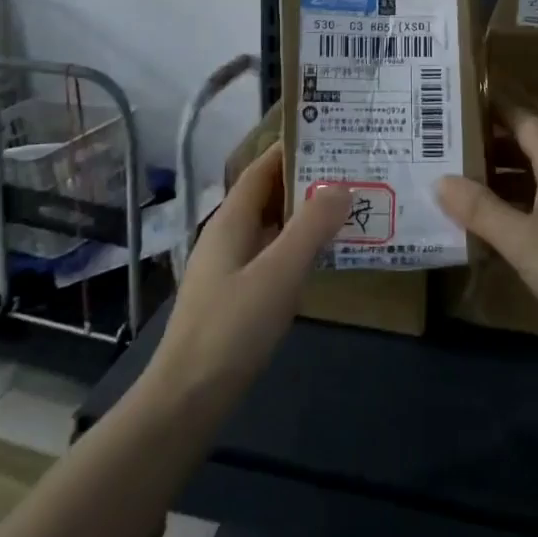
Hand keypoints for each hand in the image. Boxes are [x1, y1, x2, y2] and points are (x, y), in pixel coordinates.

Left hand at [143, 143, 351, 414]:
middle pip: (267, 195)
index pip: (261, 169)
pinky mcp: (235, 297)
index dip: (290, 150)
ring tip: (346, 208)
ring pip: (271, 227)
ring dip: (303, 215)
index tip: (330, 136)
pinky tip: (322, 258)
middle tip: (350, 172)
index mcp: (230, 221)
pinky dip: (296, 247)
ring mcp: (229, 268)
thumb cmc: (232, 328)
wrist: (187, 400)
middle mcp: (227, 236)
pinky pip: (271, 255)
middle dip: (304, 181)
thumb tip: (341, 186)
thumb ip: (311, 228)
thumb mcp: (279, 274)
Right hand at [437, 108, 537, 365]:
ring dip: (499, 178)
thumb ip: (481, 209)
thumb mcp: (524, 242)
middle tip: (439, 148)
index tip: (449, 105)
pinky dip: (517, 204)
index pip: (521, 119)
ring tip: (455, 182)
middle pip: (527, 146)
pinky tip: (492, 223)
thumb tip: (439, 180)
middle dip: (486, 146)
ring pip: (535, 177)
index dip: (488, 110)